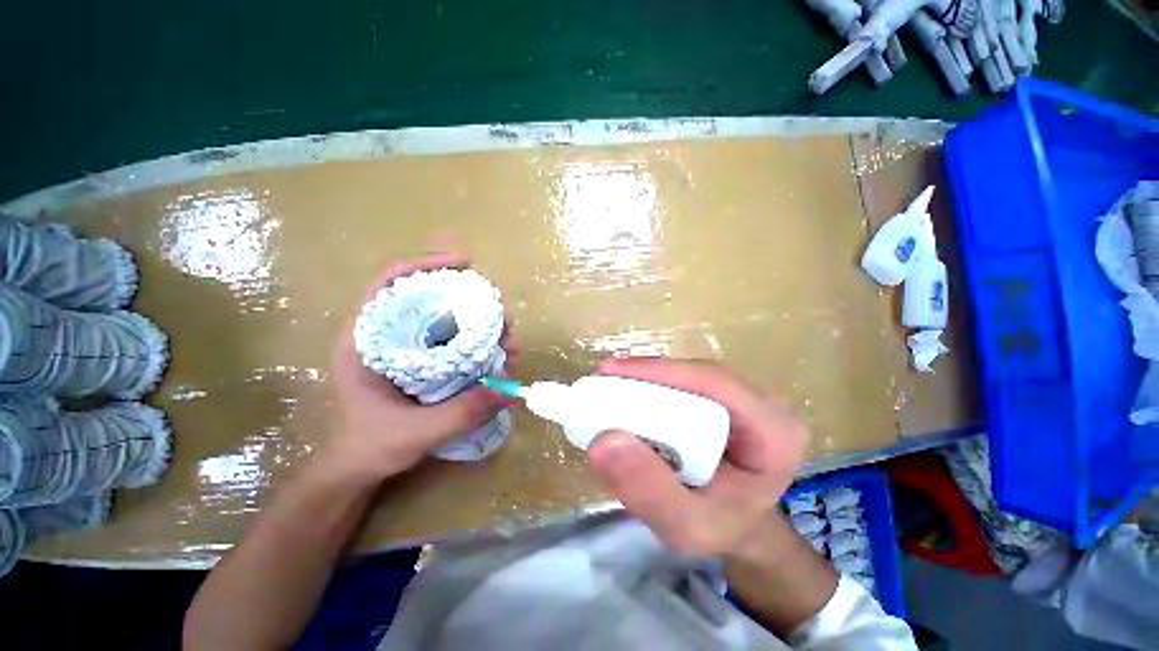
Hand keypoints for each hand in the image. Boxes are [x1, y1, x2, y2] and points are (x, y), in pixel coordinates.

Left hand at [326, 254, 509, 482]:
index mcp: (366, 340)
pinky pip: (454, 336)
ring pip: (447, 316)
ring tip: (508, 340)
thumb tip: (508, 389)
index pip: (390, 283)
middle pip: (429, 295)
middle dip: (470, 299)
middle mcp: (387, 333)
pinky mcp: (424, 357)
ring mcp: (408, 344)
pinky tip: (498, 352)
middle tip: (501, 316)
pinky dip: (478, 339)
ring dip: (481, 321)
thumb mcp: (414, 433)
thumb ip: (459, 413)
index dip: (425, 264)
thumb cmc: (371, 446)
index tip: (464, 264)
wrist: (360, 464)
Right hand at [587, 358, 807, 555]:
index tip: (611, 372)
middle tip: (603, 380)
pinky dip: (654, 387)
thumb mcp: (686, 527)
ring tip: (610, 387)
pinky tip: (630, 396)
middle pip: (700, 373)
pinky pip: (686, 383)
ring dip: (649, 378)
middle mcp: (764, 404)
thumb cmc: (722, 529)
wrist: (740, 525)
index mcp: (773, 432)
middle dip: (649, 374)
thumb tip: (602, 442)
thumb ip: (649, 491)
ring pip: (690, 374)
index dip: (661, 371)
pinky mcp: (725, 398)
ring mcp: (745, 397)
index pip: (715, 384)